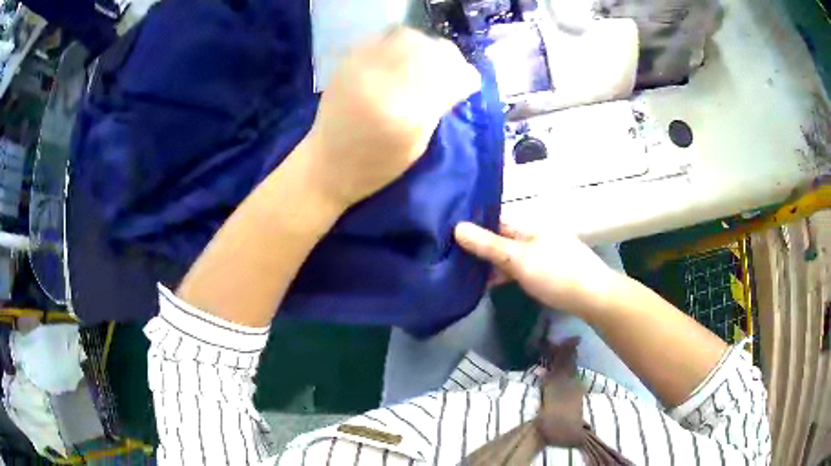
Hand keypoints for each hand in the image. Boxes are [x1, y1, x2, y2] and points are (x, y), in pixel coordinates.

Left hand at [303, 27, 480, 208]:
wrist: (325, 166)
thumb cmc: (375, 167)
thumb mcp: (417, 145)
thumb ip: (438, 108)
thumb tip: (459, 80)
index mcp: (406, 114)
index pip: (451, 76)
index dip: (466, 77)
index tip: (467, 85)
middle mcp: (383, 83)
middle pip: (431, 49)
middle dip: (448, 57)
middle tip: (449, 70)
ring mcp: (362, 68)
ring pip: (407, 36)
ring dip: (424, 46)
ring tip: (424, 61)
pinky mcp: (347, 63)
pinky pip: (381, 37)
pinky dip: (399, 42)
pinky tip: (400, 57)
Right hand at [454, 222, 622, 315]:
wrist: (594, 297)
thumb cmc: (556, 274)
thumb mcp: (518, 259)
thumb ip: (489, 245)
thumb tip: (457, 227)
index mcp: (530, 226)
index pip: (496, 220)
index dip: (474, 228)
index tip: (450, 239)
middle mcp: (537, 235)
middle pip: (504, 238)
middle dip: (482, 248)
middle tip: (454, 261)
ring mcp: (546, 252)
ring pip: (513, 255)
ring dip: (494, 263)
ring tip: (468, 276)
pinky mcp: (551, 270)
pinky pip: (523, 267)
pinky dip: (508, 273)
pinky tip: (496, 284)